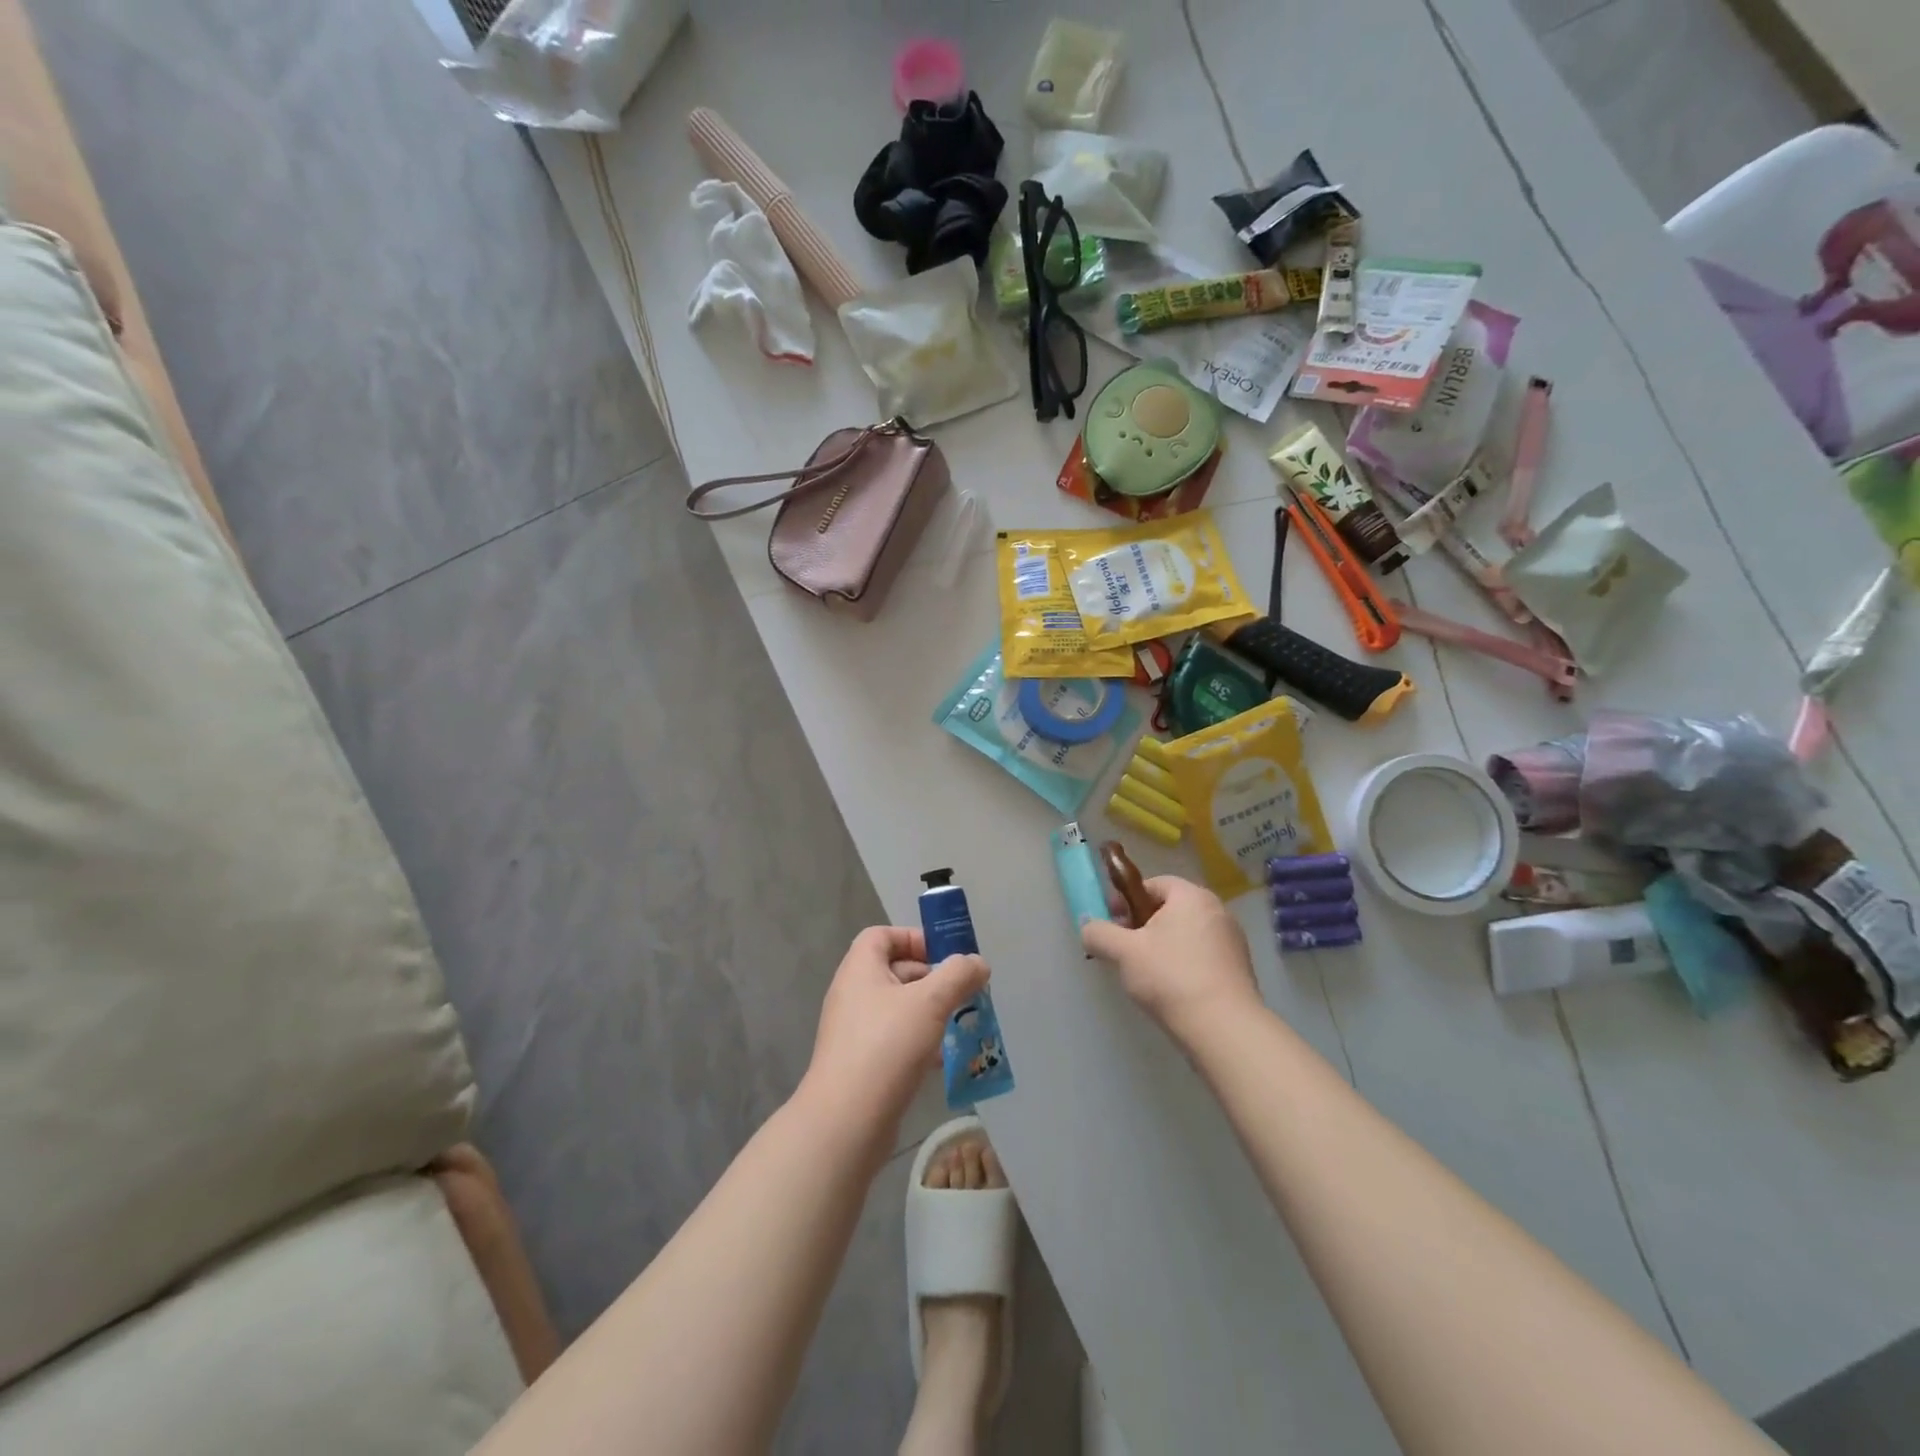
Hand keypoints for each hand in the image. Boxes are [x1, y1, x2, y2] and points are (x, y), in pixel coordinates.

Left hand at [798, 926, 988, 1150]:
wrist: (846, 1121)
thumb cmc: (887, 1046)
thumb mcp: (930, 1002)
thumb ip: (958, 976)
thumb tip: (977, 962)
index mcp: (860, 969)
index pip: (882, 935)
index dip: (913, 938)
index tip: (944, 955)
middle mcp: (853, 994)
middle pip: (893, 971)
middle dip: (930, 978)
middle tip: (962, 992)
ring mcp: (854, 1031)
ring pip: (897, 1009)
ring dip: (929, 1013)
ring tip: (959, 1024)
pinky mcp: (861, 1064)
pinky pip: (894, 1040)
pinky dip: (919, 1042)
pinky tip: (942, 1060)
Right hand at [1081, 875, 1260, 1046]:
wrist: (1224, 1029)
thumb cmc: (1170, 978)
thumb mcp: (1123, 952)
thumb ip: (1099, 933)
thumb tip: (1088, 927)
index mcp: (1191, 896)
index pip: (1153, 884)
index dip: (1126, 900)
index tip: (1112, 923)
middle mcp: (1217, 910)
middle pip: (1170, 909)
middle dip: (1143, 925)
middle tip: (1124, 950)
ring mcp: (1232, 940)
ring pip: (1186, 934)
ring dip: (1162, 946)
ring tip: (1145, 974)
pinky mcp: (1239, 968)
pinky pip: (1202, 955)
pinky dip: (1183, 964)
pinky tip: (1171, 989)